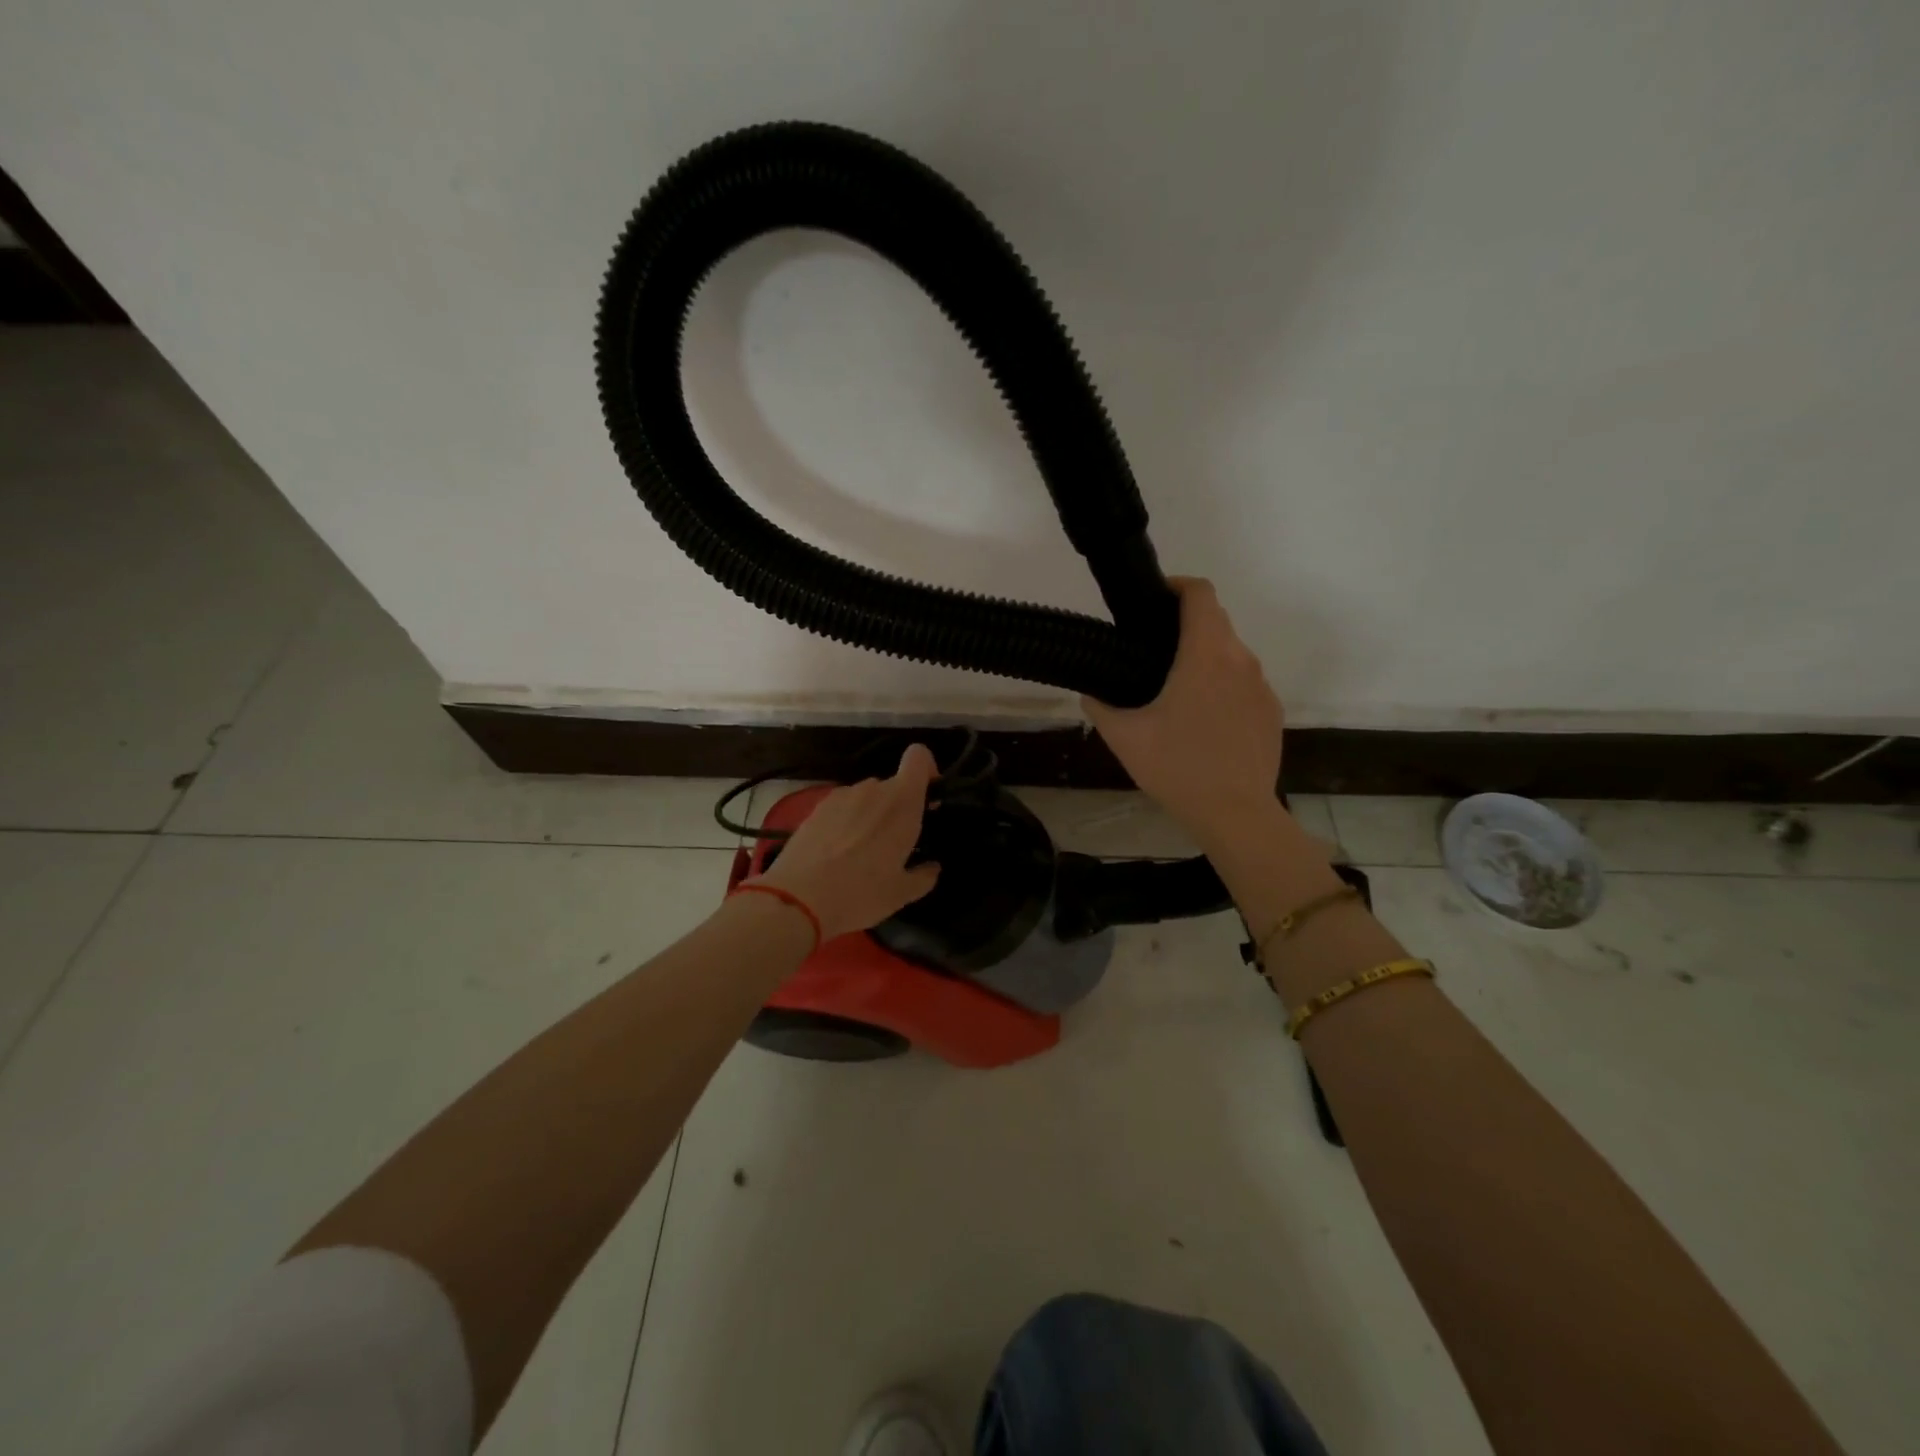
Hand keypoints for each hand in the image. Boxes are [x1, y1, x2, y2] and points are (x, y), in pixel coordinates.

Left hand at [752, 744, 942, 939]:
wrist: (797, 899)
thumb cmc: (860, 893)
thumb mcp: (901, 894)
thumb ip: (923, 876)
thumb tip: (932, 867)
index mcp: (902, 802)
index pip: (919, 757)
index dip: (927, 770)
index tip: (927, 799)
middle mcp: (873, 789)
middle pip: (893, 785)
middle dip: (898, 807)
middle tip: (895, 843)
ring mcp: (841, 795)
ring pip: (866, 797)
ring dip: (871, 815)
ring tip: (861, 852)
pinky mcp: (816, 807)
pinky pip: (842, 807)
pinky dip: (846, 821)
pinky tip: (836, 852)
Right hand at [1082, 578, 1282, 843]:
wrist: (1235, 814)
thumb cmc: (1177, 768)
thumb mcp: (1124, 737)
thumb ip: (1100, 705)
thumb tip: (1090, 692)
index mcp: (1206, 656)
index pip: (1201, 594)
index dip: (1177, 586)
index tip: (1154, 600)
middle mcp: (1240, 660)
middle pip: (1217, 620)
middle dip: (1186, 624)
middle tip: (1153, 650)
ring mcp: (1261, 686)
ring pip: (1232, 652)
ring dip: (1205, 656)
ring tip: (1176, 689)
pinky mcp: (1271, 711)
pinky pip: (1244, 682)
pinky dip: (1223, 684)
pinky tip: (1203, 720)